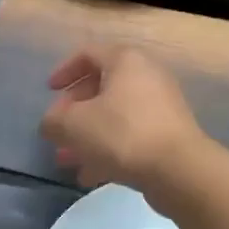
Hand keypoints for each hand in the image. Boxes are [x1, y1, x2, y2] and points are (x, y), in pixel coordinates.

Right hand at [40, 44, 206, 196]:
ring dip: (88, 136)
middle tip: (58, 132)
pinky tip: (90, 175)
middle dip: (74, 112)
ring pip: (115, 115)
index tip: (49, 91)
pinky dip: (109, 150)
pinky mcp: (168, 134)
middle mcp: (147, 76)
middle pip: (101, 87)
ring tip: (68, 161)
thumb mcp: (74, 125)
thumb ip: (54, 121)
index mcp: (125, 61)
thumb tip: (52, 124)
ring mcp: (161, 106)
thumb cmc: (122, 134)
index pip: (88, 53)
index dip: (64, 70)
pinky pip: (131, 135)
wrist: (179, 170)